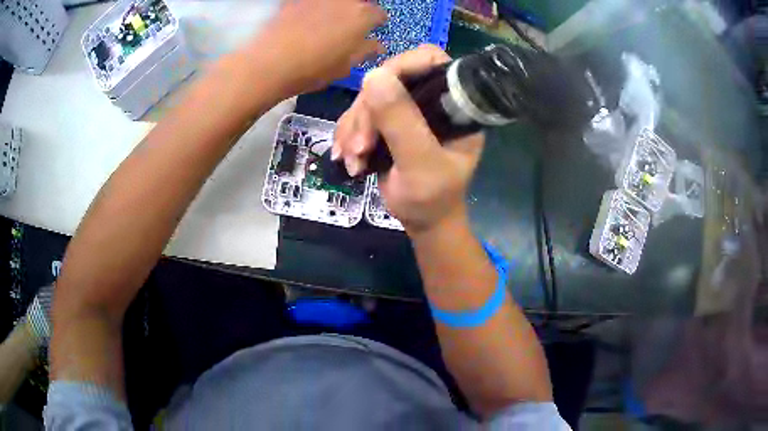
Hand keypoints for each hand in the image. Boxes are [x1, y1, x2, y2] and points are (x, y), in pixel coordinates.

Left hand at [245, 0, 386, 95]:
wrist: (270, 62)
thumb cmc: (314, 68)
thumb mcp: (346, 66)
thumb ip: (366, 51)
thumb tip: (378, 45)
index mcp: (363, 16)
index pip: (379, 14)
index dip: (376, 23)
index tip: (371, 31)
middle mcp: (345, 0)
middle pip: (358, 2)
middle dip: (357, 12)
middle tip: (348, 26)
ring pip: (334, 2)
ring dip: (336, 8)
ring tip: (326, 21)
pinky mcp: (296, 0)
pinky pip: (311, 3)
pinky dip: (313, 8)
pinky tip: (305, 19)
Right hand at [333, 45, 484, 232]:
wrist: (421, 221)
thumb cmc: (431, 198)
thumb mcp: (419, 163)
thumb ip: (401, 122)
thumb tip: (373, 74)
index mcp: (454, 103)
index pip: (429, 60)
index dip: (400, 67)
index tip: (374, 94)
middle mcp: (432, 99)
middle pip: (390, 78)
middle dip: (368, 112)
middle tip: (360, 147)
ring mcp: (408, 109)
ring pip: (369, 97)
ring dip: (354, 128)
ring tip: (353, 161)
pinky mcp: (387, 122)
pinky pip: (359, 115)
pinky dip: (348, 135)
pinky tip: (347, 158)